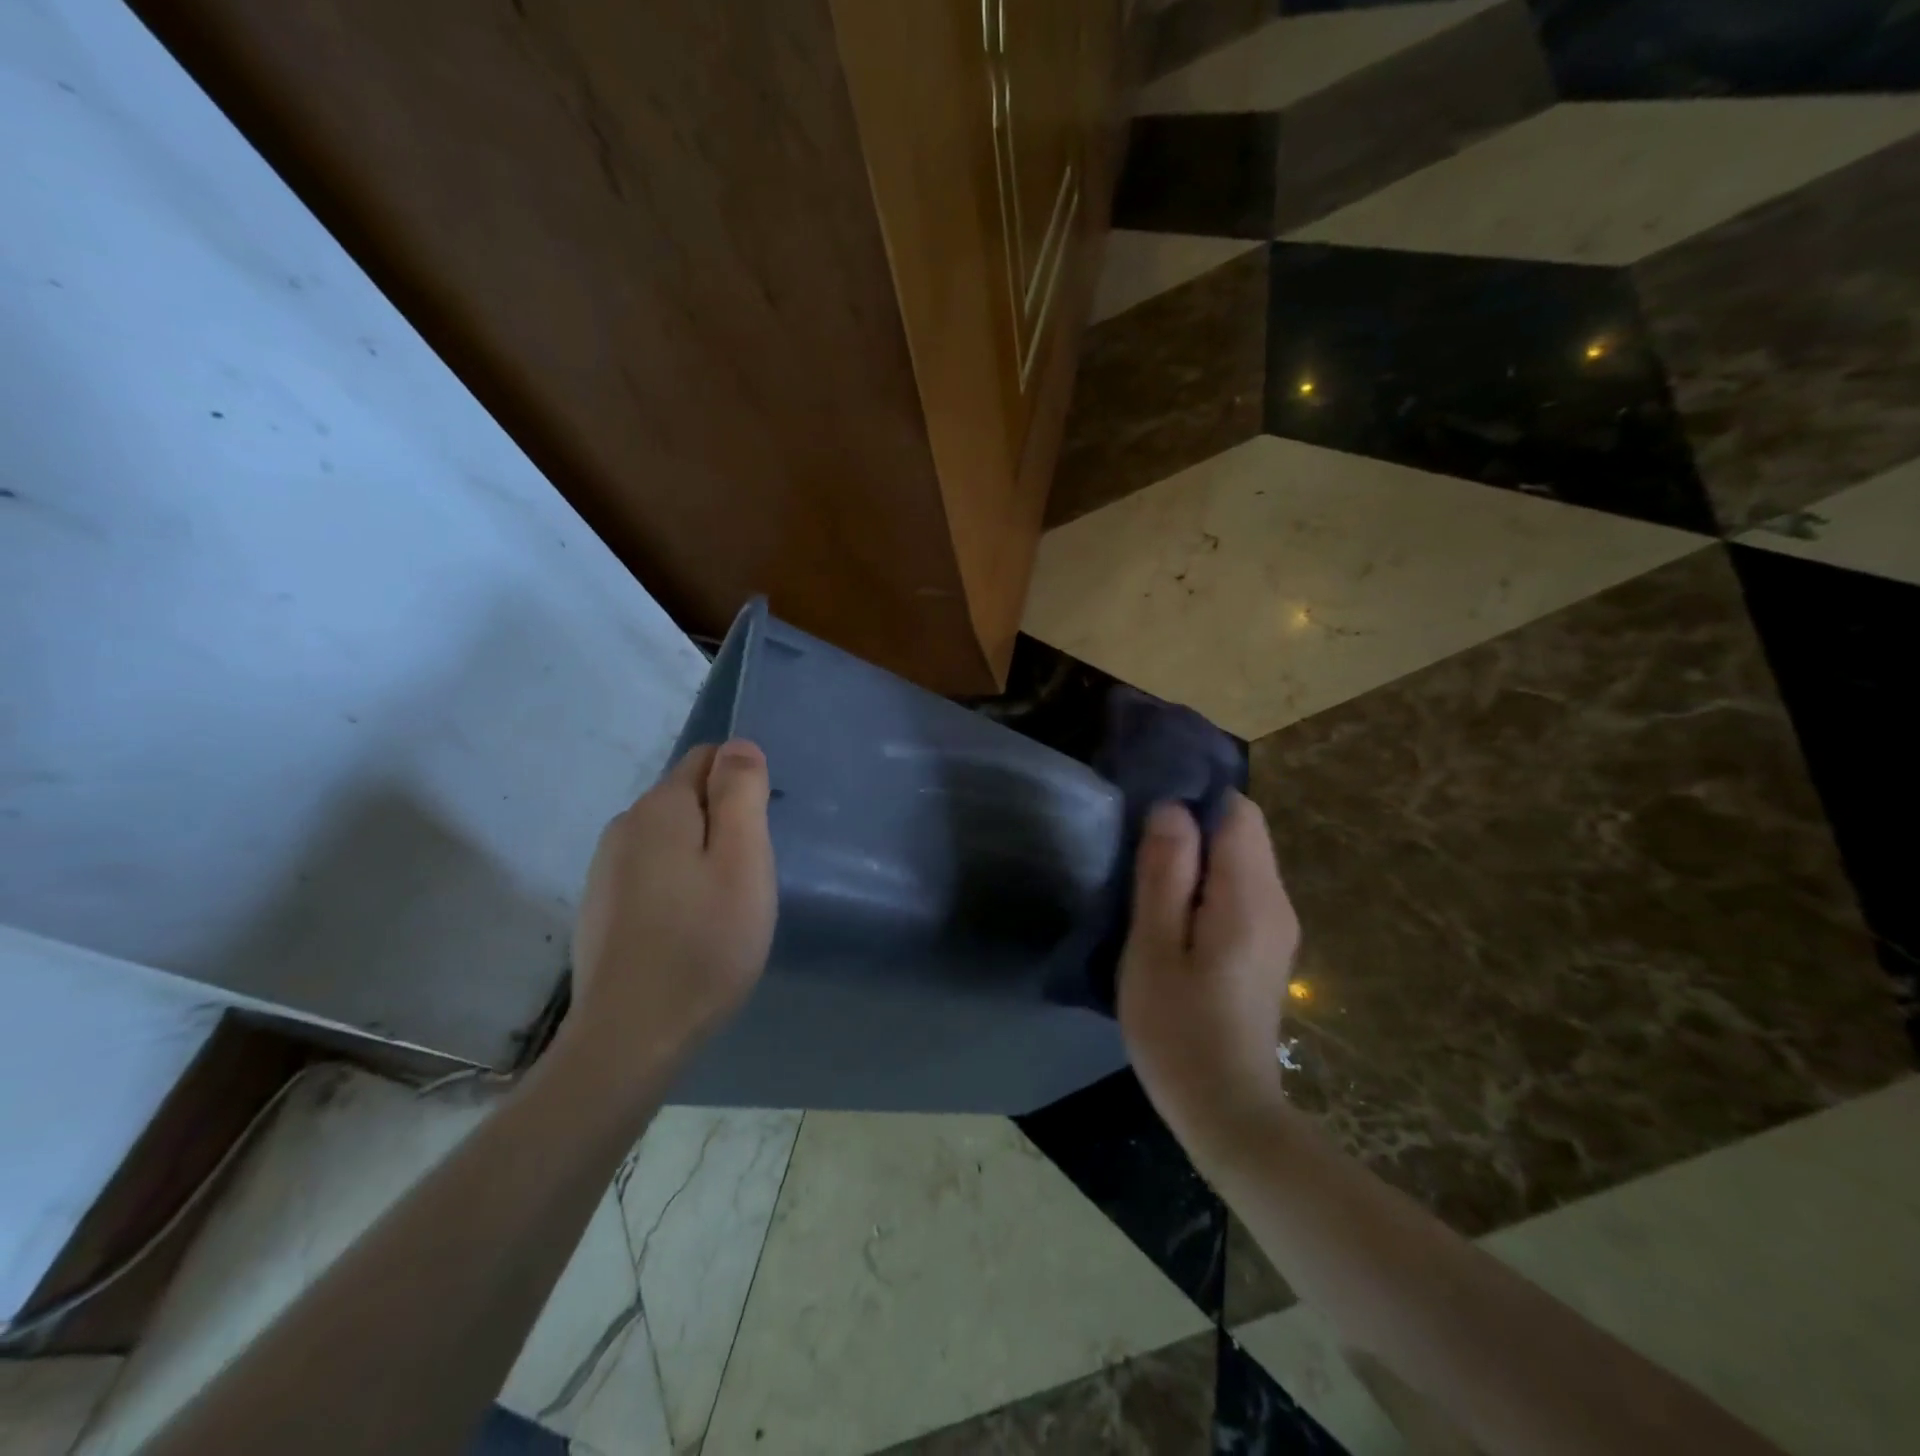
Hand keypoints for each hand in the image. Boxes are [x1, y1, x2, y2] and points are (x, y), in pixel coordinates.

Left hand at [564, 740, 776, 1074]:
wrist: (632, 1036)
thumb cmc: (705, 943)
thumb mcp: (743, 861)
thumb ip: (742, 794)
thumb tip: (739, 745)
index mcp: (661, 808)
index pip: (707, 758)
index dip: (742, 787)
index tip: (758, 837)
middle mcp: (625, 826)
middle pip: (688, 798)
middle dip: (723, 823)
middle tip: (747, 879)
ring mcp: (605, 868)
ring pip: (670, 838)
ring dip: (700, 856)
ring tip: (721, 908)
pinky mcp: (600, 906)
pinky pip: (651, 872)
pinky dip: (676, 885)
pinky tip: (688, 930)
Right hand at [1117, 794, 1300, 1145]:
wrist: (1227, 1112)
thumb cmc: (1178, 1029)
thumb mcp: (1154, 946)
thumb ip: (1165, 873)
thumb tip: (1172, 808)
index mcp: (1250, 896)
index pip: (1237, 811)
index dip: (1193, 803)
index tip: (1148, 823)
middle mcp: (1276, 902)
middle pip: (1241, 833)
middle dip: (1192, 832)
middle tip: (1139, 858)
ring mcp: (1277, 927)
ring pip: (1239, 862)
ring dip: (1196, 861)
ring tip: (1148, 888)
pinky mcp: (1267, 948)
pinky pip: (1239, 891)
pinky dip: (1206, 888)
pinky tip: (1172, 921)